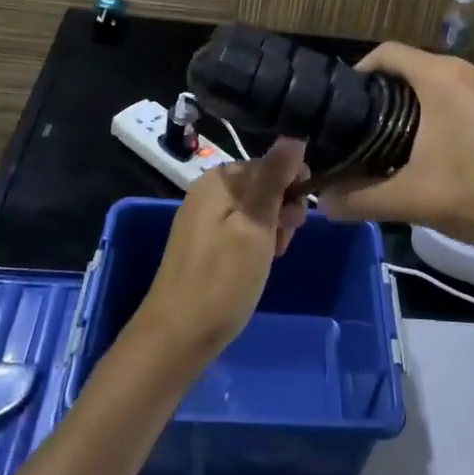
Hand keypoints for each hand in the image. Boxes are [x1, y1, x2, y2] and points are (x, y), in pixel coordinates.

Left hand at [132, 139, 309, 364]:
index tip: (297, 220)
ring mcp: (202, 219)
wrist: (176, 338)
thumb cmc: (222, 280)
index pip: (271, 164)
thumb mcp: (256, 225)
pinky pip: (239, 229)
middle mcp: (208, 191)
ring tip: (270, 259)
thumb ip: (273, 179)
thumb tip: (293, 136)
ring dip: (271, 230)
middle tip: (281, 244)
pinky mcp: (202, 244)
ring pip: (254, 210)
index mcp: (219, 179)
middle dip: (281, 211)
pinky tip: (256, 266)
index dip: (292, 188)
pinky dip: (254, 244)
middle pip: (262, 186)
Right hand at [317, 44, 473, 257]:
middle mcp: (472, 70)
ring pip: (448, 89)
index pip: (387, 53)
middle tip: (369, 137)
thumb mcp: (419, 201)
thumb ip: (363, 199)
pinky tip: (456, 160)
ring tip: (407, 152)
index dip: (360, 71)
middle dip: (390, 100)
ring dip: (424, 112)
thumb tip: (321, 203)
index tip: (344, 104)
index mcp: (442, 77)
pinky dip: (455, 120)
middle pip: (417, 72)